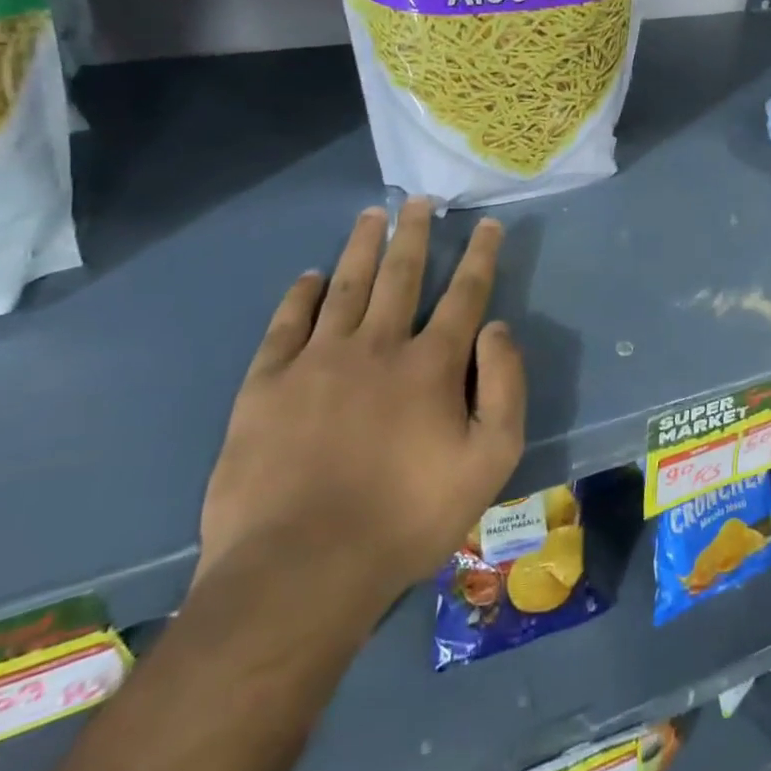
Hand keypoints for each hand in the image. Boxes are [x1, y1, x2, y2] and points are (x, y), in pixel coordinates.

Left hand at [197, 201, 525, 611]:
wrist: (301, 569)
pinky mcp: (266, 385)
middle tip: (420, 201)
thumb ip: (504, 387)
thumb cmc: (408, 517)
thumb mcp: (490, 460)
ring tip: (371, 216)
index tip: (488, 225)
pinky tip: (308, 276)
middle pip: (399, 275)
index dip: (480, 256)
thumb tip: (499, 328)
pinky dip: (299, 295)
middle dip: (415, 234)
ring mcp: (316, 361)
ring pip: (344, 286)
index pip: (464, 295)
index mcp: (431, 364)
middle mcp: (375, 346)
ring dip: (361, 248)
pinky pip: (286, 324)